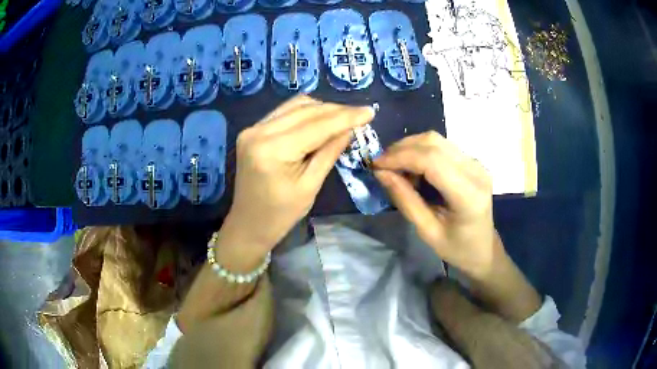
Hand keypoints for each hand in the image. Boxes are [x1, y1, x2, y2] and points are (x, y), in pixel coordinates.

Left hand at [222, 95, 374, 252]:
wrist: (248, 224)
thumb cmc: (281, 214)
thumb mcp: (310, 186)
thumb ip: (329, 152)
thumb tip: (351, 128)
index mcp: (273, 150)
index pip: (316, 125)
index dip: (346, 117)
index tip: (370, 111)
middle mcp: (259, 131)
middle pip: (305, 110)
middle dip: (336, 110)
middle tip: (361, 114)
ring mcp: (252, 129)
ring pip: (295, 106)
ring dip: (322, 109)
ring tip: (344, 118)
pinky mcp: (252, 130)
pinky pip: (284, 113)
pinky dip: (305, 113)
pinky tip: (321, 120)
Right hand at [373, 131, 501, 278]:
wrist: (483, 248)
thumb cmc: (456, 248)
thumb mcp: (427, 231)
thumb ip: (405, 200)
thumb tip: (381, 173)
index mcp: (468, 195)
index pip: (432, 160)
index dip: (400, 157)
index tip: (375, 165)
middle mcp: (476, 171)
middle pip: (433, 142)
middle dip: (402, 149)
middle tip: (382, 166)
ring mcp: (476, 163)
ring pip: (436, 140)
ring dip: (410, 148)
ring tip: (396, 168)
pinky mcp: (472, 161)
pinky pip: (441, 147)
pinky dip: (421, 152)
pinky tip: (413, 169)